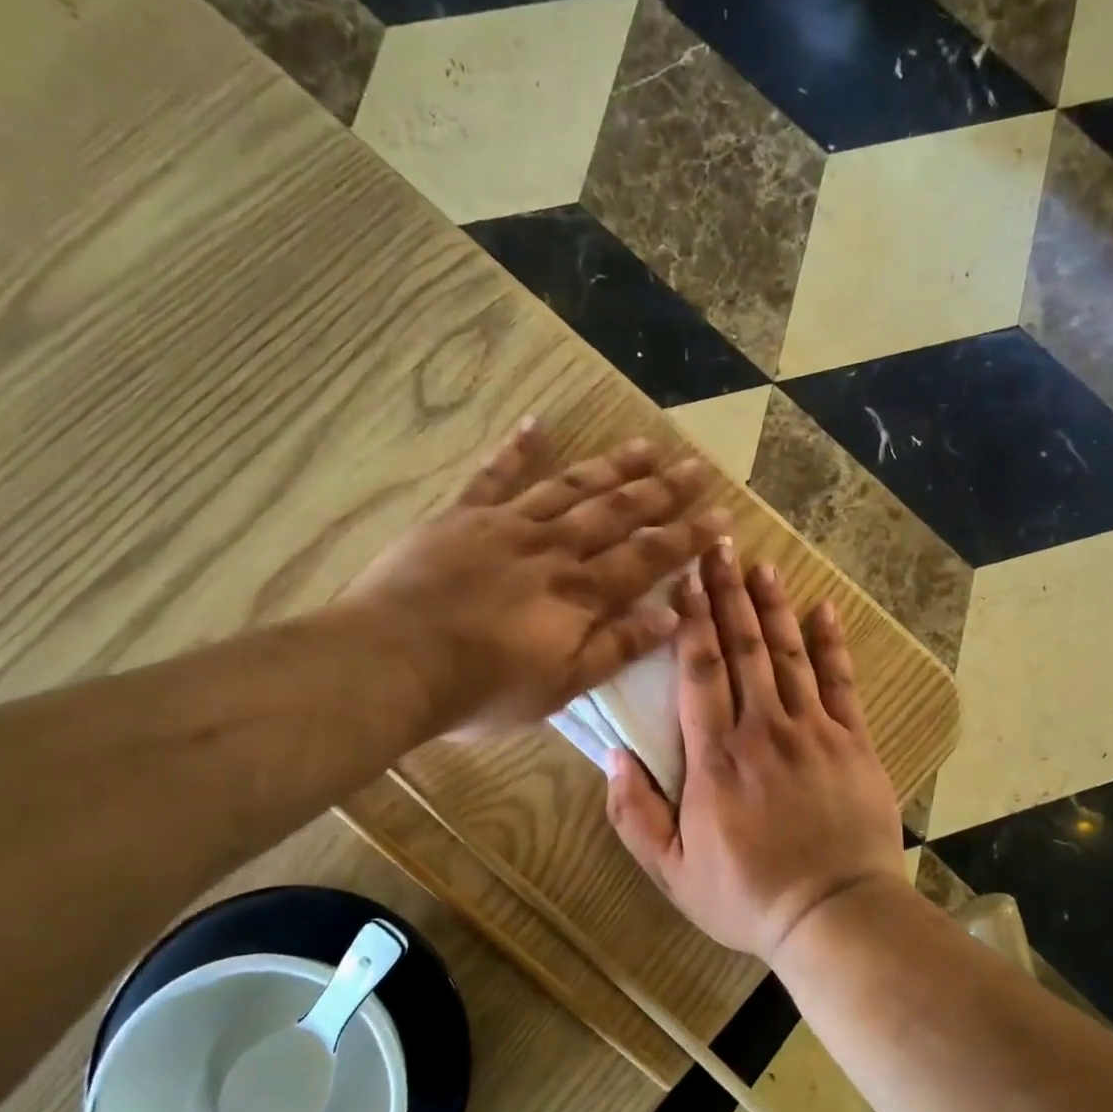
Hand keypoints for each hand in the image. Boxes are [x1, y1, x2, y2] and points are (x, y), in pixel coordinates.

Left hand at [342, 418, 728, 741]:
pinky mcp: (460, 517)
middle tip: (696, 467)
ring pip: (569, 487)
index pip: (646, 558)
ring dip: (610, 467)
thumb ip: (616, 648)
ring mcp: (505, 526)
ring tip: (645, 446)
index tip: (721, 516)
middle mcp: (552, 548)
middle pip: (615, 512)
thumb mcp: (560, 686)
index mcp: (579, 593)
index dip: (685, 537)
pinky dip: (516, 449)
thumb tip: (673, 616)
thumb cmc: (480, 689)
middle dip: (660, 491)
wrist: (391, 664)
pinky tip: (537, 423)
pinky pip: (493, 476)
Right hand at [604, 541, 908, 960]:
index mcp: (715, 758)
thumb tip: (611, 757)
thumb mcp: (672, 871)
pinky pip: (841, 682)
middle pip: (743, 648)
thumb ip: (634, 815)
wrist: (834, 915)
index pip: (700, 672)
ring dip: (773, 607)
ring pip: (788, 654)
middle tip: (718, 548)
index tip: (682, 581)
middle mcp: (762, 729)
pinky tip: (824, 609)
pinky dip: (831, 643)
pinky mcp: (852, 742)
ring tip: (762, 565)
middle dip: (728, 595)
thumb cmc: (746, 896)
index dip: (690, 622)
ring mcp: (813, 731)